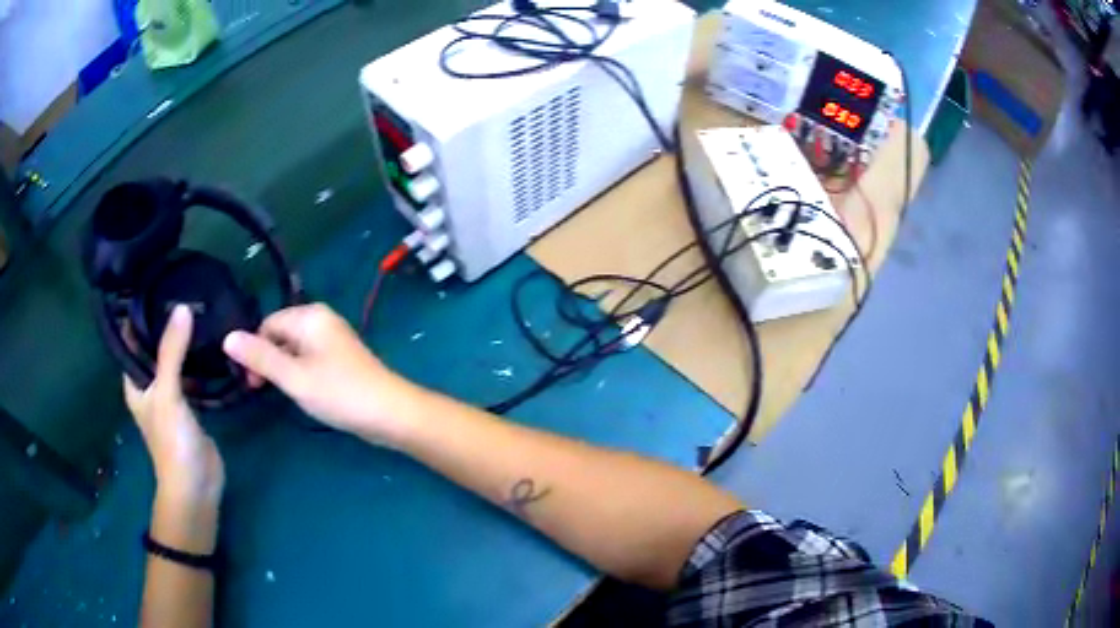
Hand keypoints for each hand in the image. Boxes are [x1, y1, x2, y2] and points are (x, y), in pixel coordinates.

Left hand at [125, 305, 224, 504]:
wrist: (196, 486)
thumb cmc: (172, 441)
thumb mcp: (168, 393)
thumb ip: (172, 352)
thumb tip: (182, 306)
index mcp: (135, 380)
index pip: (133, 337)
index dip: (141, 312)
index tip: (159, 283)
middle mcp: (149, 383)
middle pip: (155, 345)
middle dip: (167, 322)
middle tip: (187, 289)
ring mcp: (170, 394)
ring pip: (175, 359)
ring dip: (184, 340)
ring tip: (201, 308)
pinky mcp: (190, 404)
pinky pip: (191, 374)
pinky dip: (197, 359)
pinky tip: (211, 342)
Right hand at [222, 303, 410, 445]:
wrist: (391, 413)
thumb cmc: (339, 393)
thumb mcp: (294, 377)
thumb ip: (261, 357)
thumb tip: (227, 337)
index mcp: (309, 316)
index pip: (267, 324)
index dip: (254, 351)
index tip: (252, 382)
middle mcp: (321, 320)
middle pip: (280, 334)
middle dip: (268, 360)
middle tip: (263, 390)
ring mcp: (333, 339)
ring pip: (294, 349)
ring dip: (283, 368)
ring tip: (284, 393)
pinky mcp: (340, 358)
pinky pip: (309, 358)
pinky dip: (299, 372)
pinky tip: (303, 392)